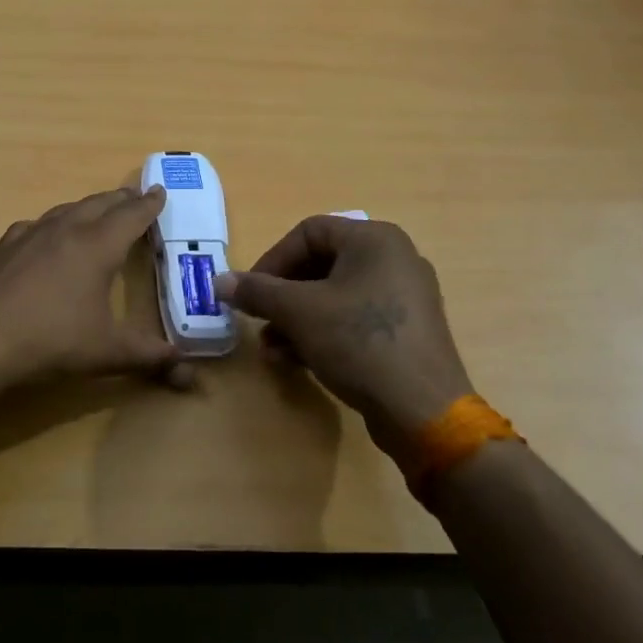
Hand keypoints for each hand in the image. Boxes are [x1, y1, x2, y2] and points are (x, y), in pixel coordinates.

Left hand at [0, 186, 186, 392]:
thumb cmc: (51, 342)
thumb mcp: (108, 353)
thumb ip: (150, 357)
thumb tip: (189, 372)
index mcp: (96, 246)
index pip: (131, 216)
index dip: (149, 205)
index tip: (160, 192)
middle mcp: (65, 230)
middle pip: (99, 204)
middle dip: (121, 200)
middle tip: (135, 198)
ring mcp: (30, 235)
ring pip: (67, 209)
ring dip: (88, 207)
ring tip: (97, 212)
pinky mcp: (4, 247)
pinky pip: (36, 225)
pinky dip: (53, 223)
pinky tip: (46, 235)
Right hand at [214, 217, 473, 460]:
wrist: (422, 409)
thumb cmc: (359, 342)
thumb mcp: (298, 312)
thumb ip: (257, 291)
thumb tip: (220, 281)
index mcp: (374, 239)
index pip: (307, 233)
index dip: (272, 260)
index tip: (250, 293)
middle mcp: (394, 258)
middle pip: (320, 265)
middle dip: (282, 296)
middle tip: (260, 321)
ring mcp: (404, 295)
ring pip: (334, 296)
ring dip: (296, 319)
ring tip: (273, 350)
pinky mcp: (406, 330)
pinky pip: (354, 318)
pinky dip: (322, 332)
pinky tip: (298, 360)